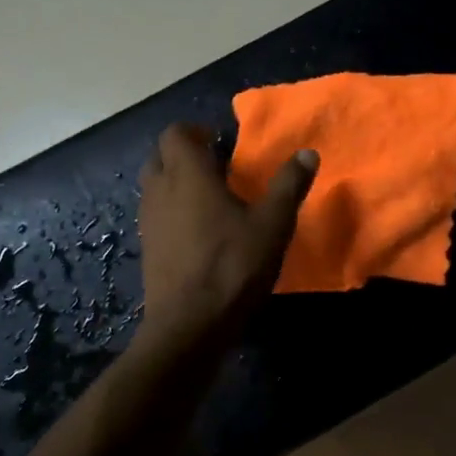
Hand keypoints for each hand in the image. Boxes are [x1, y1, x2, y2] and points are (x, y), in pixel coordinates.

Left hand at [136, 123, 316, 352]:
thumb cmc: (233, 266)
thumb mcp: (273, 225)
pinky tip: (199, 231)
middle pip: (160, 157)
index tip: (220, 141)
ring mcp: (149, 222)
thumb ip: (288, 186)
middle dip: (183, 154)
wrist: (190, 324)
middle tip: (216, 166)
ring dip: (176, 182)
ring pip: (155, 186)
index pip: (175, 134)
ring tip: (209, 197)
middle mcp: (160, 191)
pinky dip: (172, 210)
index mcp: (188, 176)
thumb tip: (307, 154)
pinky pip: (156, 214)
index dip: (195, 131)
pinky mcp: (148, 249)